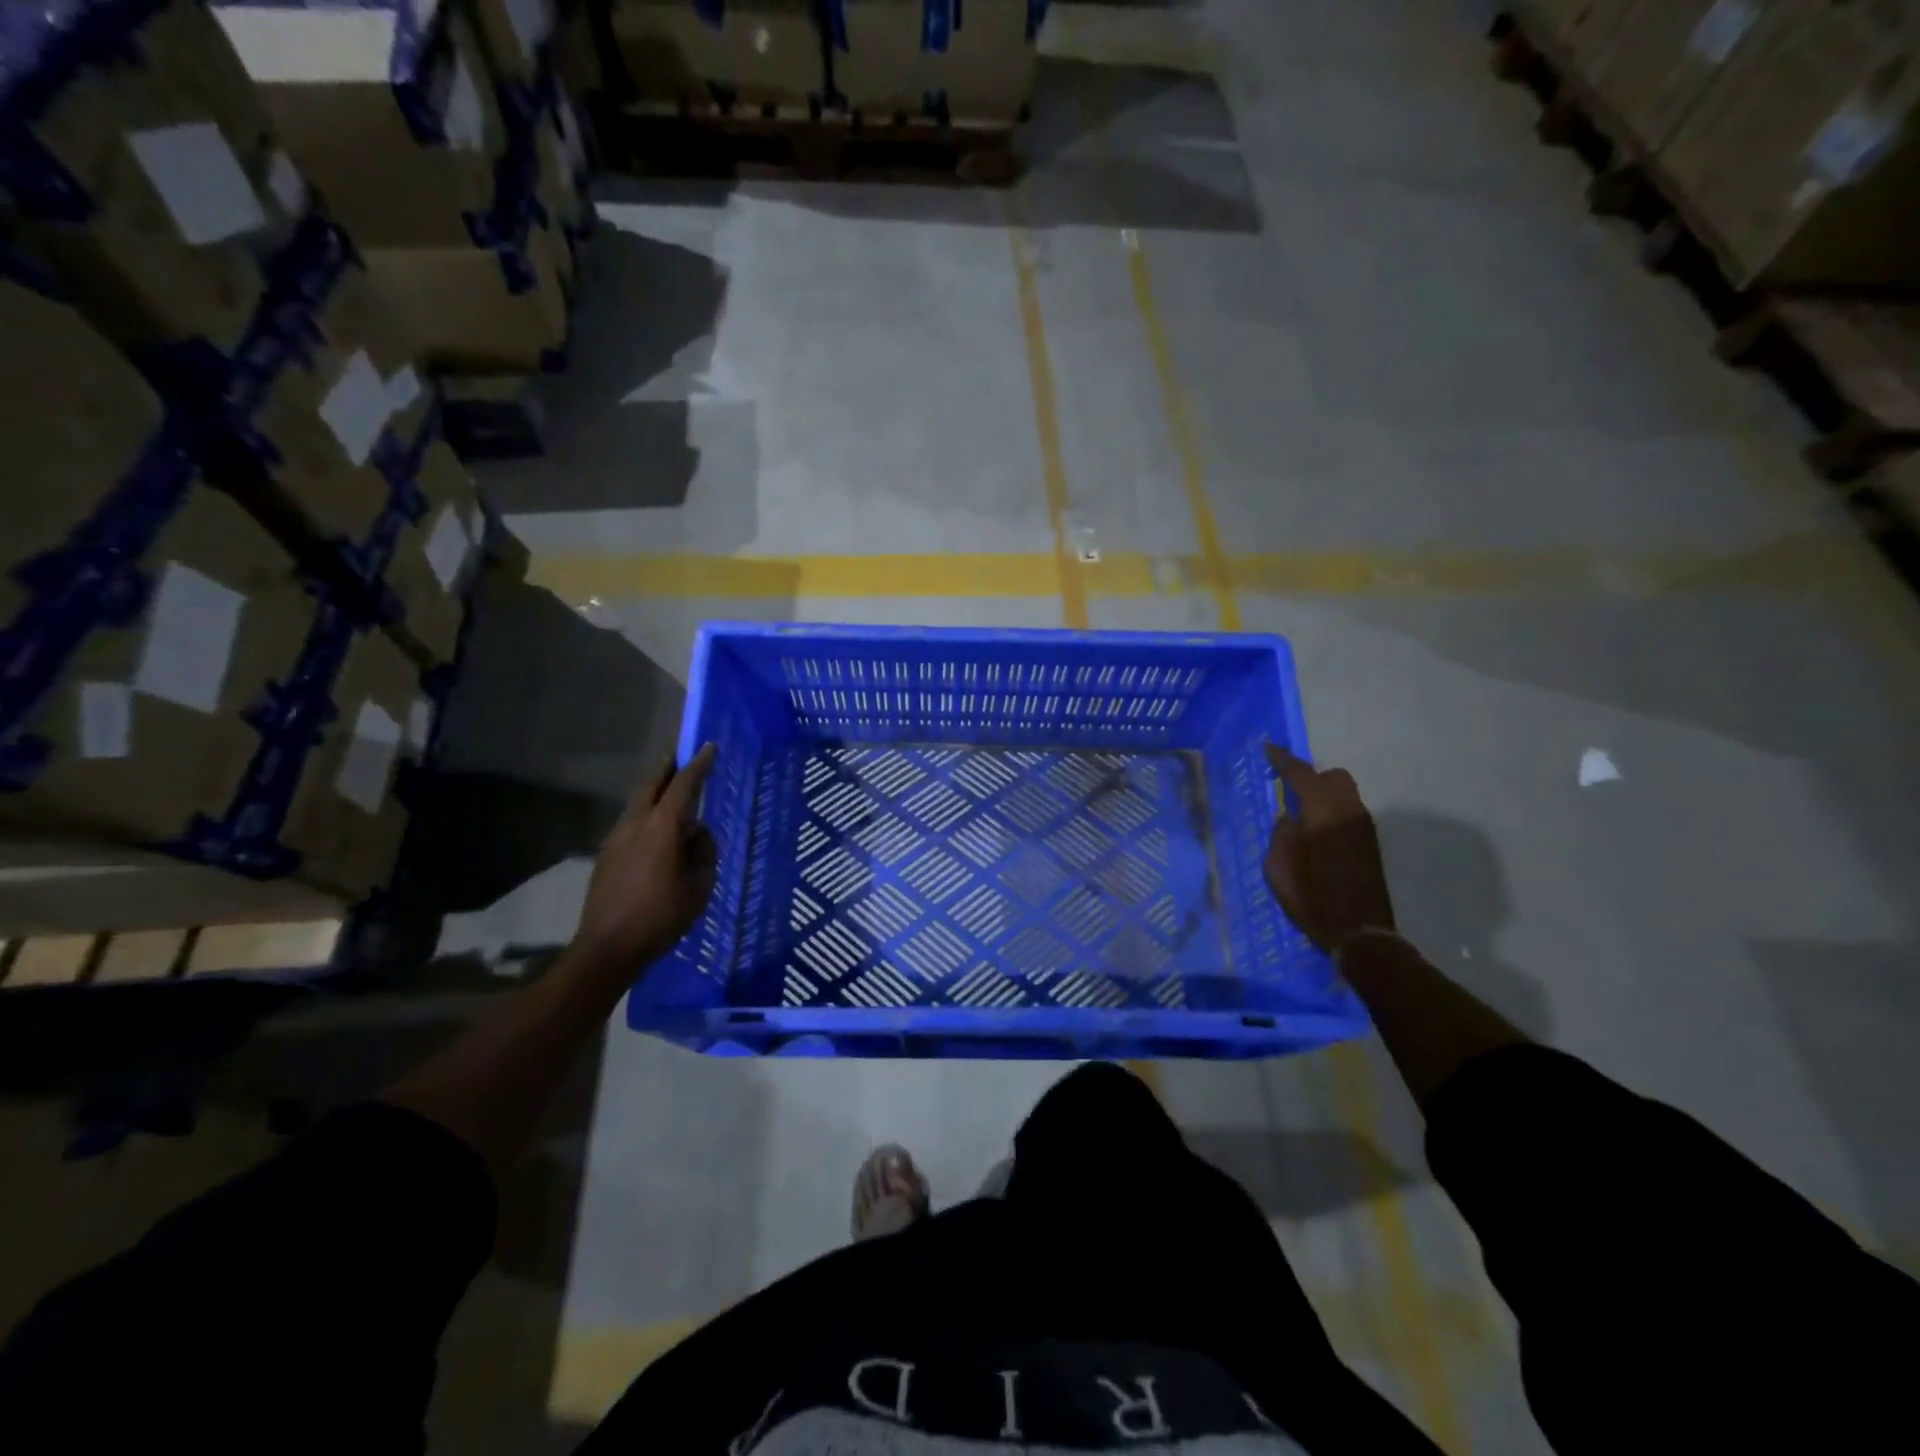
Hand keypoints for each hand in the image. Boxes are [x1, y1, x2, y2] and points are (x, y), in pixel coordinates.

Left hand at [571, 743, 717, 980]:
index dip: (699, 765)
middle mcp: (636, 823)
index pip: (684, 785)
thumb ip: (704, 852)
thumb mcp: (700, 886)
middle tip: (684, 758)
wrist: (608, 948)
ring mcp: (616, 838)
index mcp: (663, 827)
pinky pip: (631, 822)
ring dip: (656, 792)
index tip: (708, 746)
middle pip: (652, 784)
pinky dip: (647, 815)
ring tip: (675, 797)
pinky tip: (657, 834)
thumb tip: (697, 834)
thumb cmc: (661, 917)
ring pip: (638, 802)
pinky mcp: (606, 854)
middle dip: (669, 768)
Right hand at [1263, 744, 1395, 953]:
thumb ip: (1281, 835)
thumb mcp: (1279, 870)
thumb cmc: (1313, 901)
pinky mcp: (1370, 843)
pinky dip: (1333, 809)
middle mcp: (1348, 814)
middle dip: (1310, 776)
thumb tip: (1288, 818)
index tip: (1267, 749)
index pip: (1302, 775)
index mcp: (1322, 817)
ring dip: (1323, 793)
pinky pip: (1350, 810)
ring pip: (1345, 792)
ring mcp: (1364, 827)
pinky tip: (1318, 832)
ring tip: (1301, 813)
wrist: (1362, 933)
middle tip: (1288, 790)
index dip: (1283, 760)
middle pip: (1333, 776)